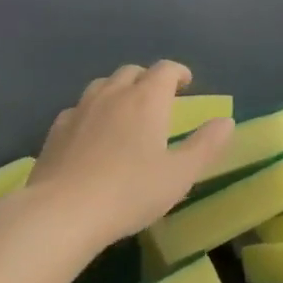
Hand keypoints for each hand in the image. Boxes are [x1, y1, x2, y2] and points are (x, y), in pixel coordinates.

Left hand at [30, 62, 233, 248]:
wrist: (62, 213)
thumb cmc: (130, 192)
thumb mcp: (180, 174)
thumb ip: (206, 145)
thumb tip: (226, 121)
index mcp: (147, 99)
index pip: (165, 70)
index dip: (178, 73)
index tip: (186, 84)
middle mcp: (114, 94)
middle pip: (132, 72)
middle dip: (148, 79)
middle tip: (158, 99)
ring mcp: (81, 110)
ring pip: (103, 85)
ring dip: (118, 90)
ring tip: (125, 112)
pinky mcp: (56, 130)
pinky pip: (78, 108)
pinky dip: (92, 112)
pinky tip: (91, 133)